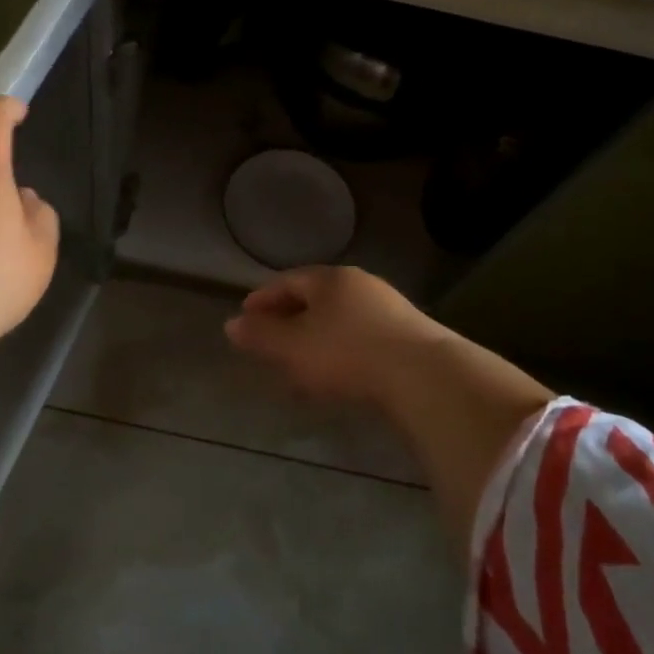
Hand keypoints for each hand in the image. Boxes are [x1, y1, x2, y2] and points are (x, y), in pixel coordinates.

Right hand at [224, 266, 455, 405]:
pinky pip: (361, 336)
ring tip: (301, 364)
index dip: (264, 298)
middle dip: (290, 318)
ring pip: (340, 318)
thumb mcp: (294, 347)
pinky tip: (338, 375)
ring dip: (316, 337)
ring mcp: (388, 308)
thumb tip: (230, 325)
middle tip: (271, 341)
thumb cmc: (347, 353)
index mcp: (330, 279)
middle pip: (316, 297)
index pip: (289, 281)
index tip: (246, 316)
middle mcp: (360, 284)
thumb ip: (261, 336)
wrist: (423, 375)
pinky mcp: (408, 335)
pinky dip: (341, 350)